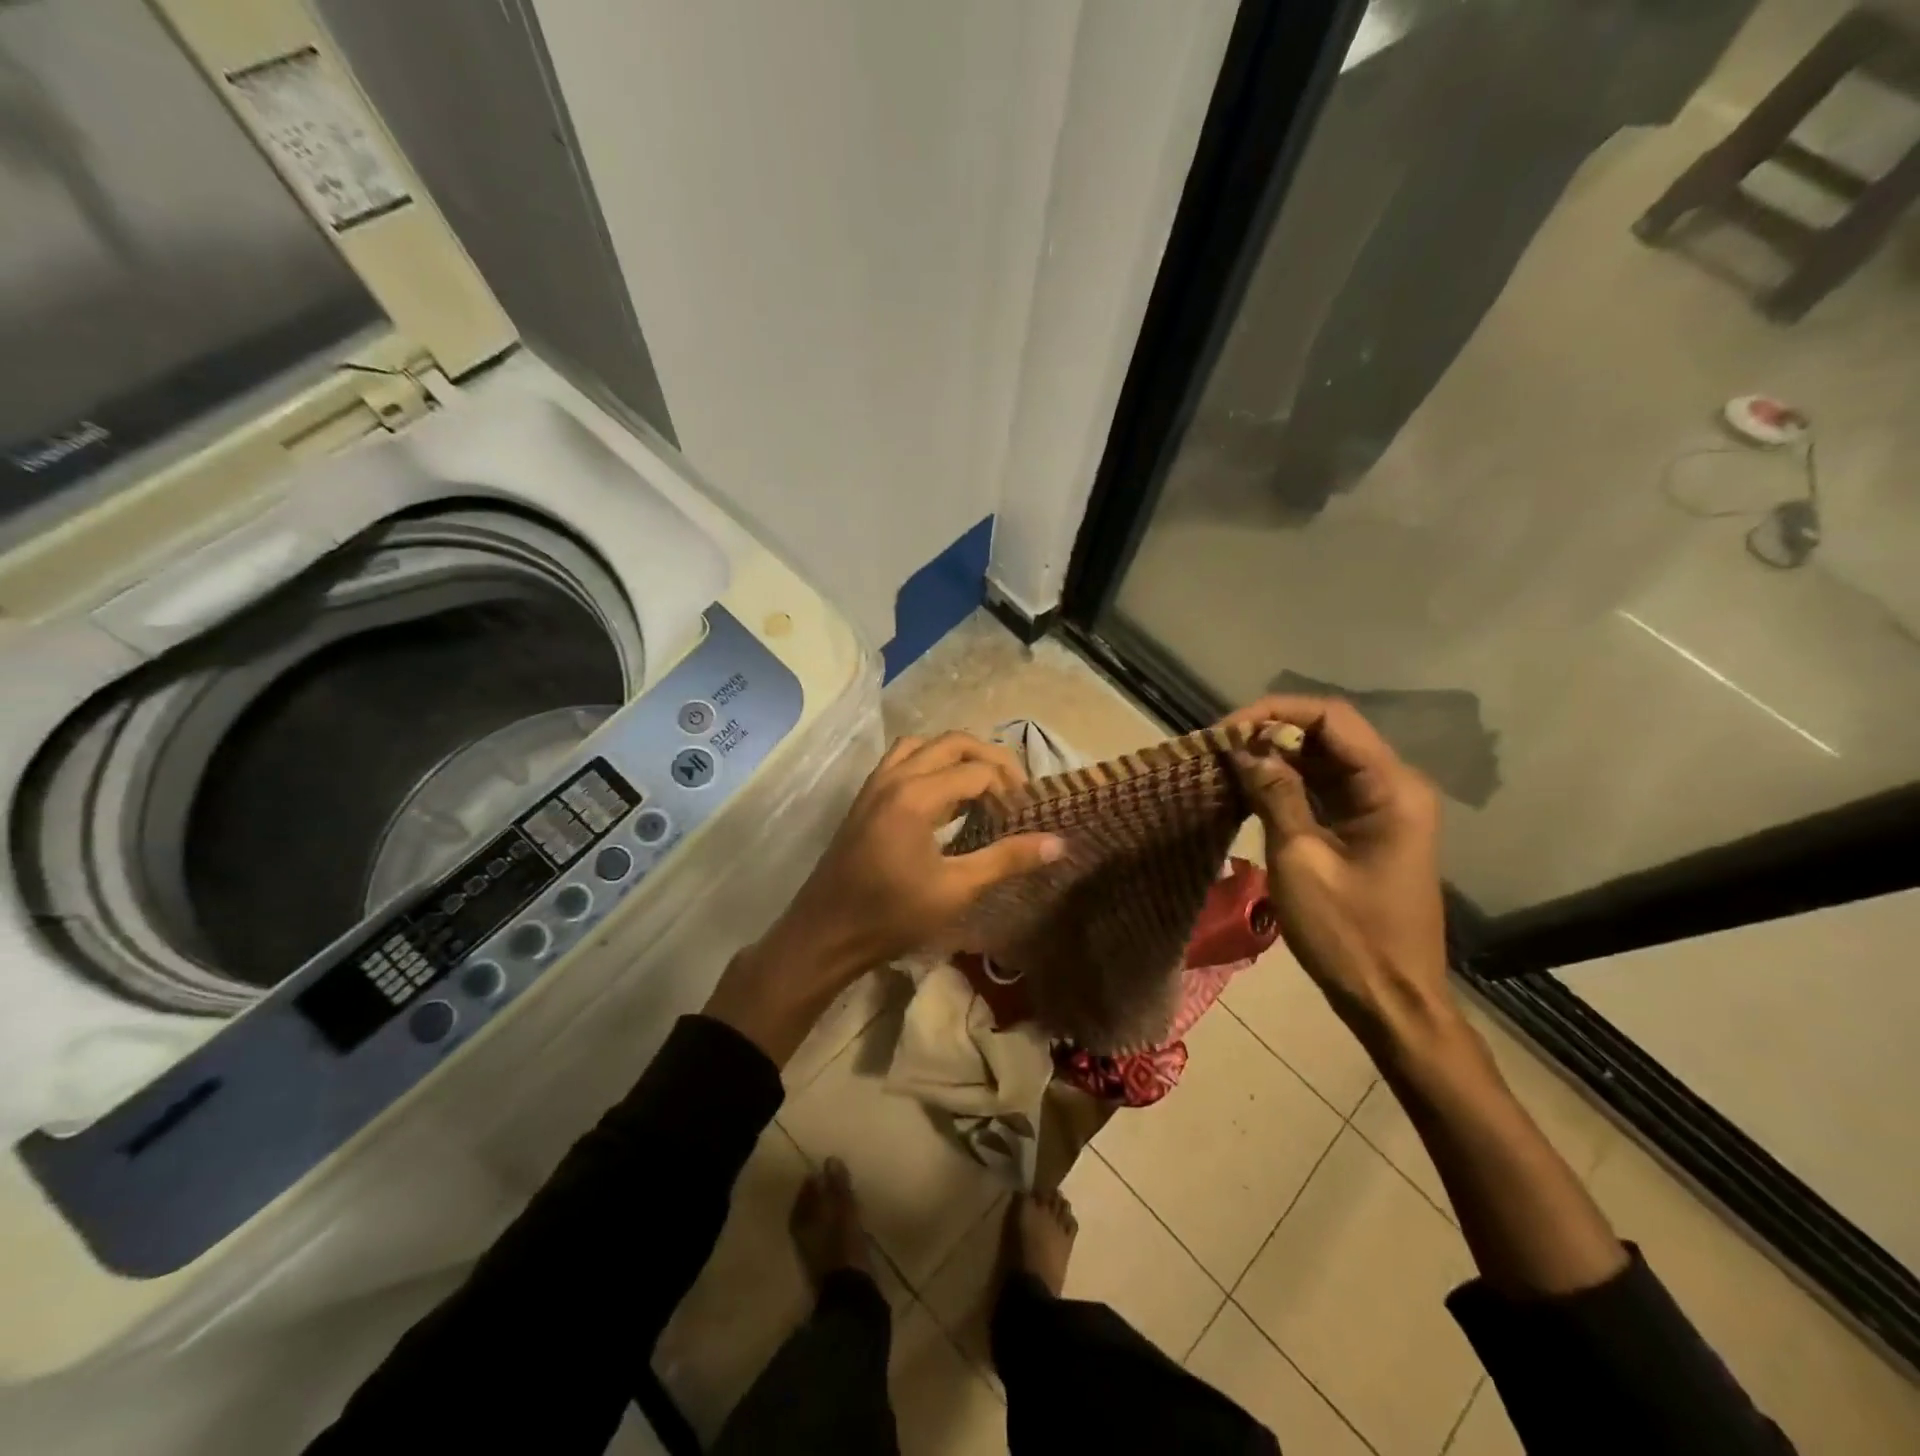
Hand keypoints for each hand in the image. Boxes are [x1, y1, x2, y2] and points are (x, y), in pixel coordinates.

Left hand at [707, 733, 1063, 1062]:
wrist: (826, 934)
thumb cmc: (892, 916)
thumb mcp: (956, 890)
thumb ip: (1006, 859)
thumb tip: (1058, 842)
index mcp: (916, 795)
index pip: (978, 771)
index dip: (1010, 788)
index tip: (1027, 817)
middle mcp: (894, 777)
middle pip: (953, 742)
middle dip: (990, 759)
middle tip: (1014, 792)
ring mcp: (876, 783)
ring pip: (925, 745)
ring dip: (958, 756)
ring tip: (982, 787)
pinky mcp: (866, 796)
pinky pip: (903, 759)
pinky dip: (931, 763)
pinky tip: (944, 797)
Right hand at [1221, 697, 1453, 1045]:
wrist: (1392, 999)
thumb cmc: (1348, 933)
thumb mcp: (1300, 859)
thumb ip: (1275, 794)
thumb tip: (1244, 748)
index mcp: (1390, 786)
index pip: (1331, 718)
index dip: (1274, 712)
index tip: (1225, 731)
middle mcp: (1393, 785)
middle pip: (1328, 734)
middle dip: (1271, 733)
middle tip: (1218, 749)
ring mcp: (1383, 807)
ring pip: (1324, 760)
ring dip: (1276, 757)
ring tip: (1225, 764)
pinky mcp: (1368, 828)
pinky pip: (1325, 789)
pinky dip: (1288, 783)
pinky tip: (1250, 788)